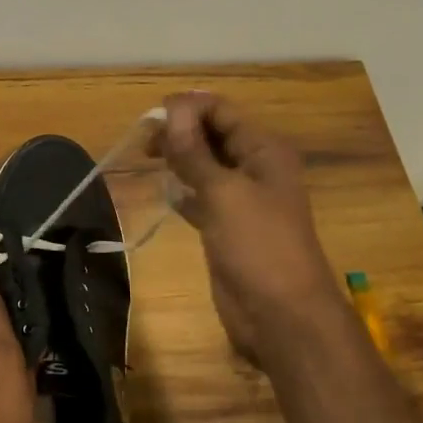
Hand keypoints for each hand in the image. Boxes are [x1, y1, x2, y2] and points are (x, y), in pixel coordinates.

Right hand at [151, 92, 337, 368]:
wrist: (280, 315)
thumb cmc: (258, 246)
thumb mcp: (224, 193)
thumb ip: (195, 151)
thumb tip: (172, 108)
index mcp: (263, 151)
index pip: (222, 112)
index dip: (187, 108)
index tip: (151, 118)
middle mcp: (254, 169)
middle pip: (212, 136)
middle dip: (179, 132)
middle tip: (143, 143)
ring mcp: (240, 200)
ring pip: (204, 166)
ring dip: (178, 159)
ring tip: (146, 159)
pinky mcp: (226, 227)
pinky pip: (200, 197)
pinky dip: (182, 191)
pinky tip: (164, 192)